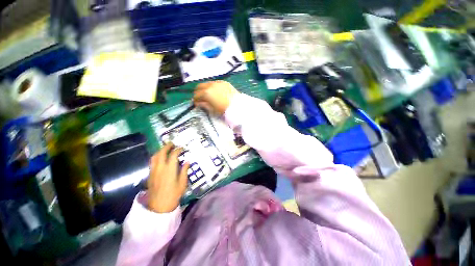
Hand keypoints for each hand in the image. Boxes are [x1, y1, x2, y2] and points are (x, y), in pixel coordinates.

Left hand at [147, 143, 189, 212]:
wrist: (159, 206)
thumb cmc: (173, 194)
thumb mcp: (182, 183)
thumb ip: (184, 171)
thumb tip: (187, 162)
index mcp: (170, 170)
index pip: (173, 155)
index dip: (178, 150)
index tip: (182, 148)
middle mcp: (160, 168)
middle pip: (161, 153)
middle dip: (167, 146)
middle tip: (172, 143)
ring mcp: (154, 171)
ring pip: (155, 156)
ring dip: (160, 150)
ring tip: (166, 148)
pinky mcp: (150, 174)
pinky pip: (152, 162)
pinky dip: (156, 156)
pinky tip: (160, 157)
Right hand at [193, 80, 238, 114]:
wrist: (237, 106)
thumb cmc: (224, 109)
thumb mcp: (212, 109)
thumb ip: (204, 105)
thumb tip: (198, 103)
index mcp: (206, 93)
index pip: (196, 95)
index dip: (195, 100)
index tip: (196, 103)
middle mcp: (210, 85)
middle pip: (199, 86)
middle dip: (198, 92)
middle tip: (199, 98)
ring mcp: (217, 82)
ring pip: (207, 83)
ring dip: (205, 88)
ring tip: (207, 94)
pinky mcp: (224, 82)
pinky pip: (215, 83)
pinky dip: (212, 86)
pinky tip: (215, 91)